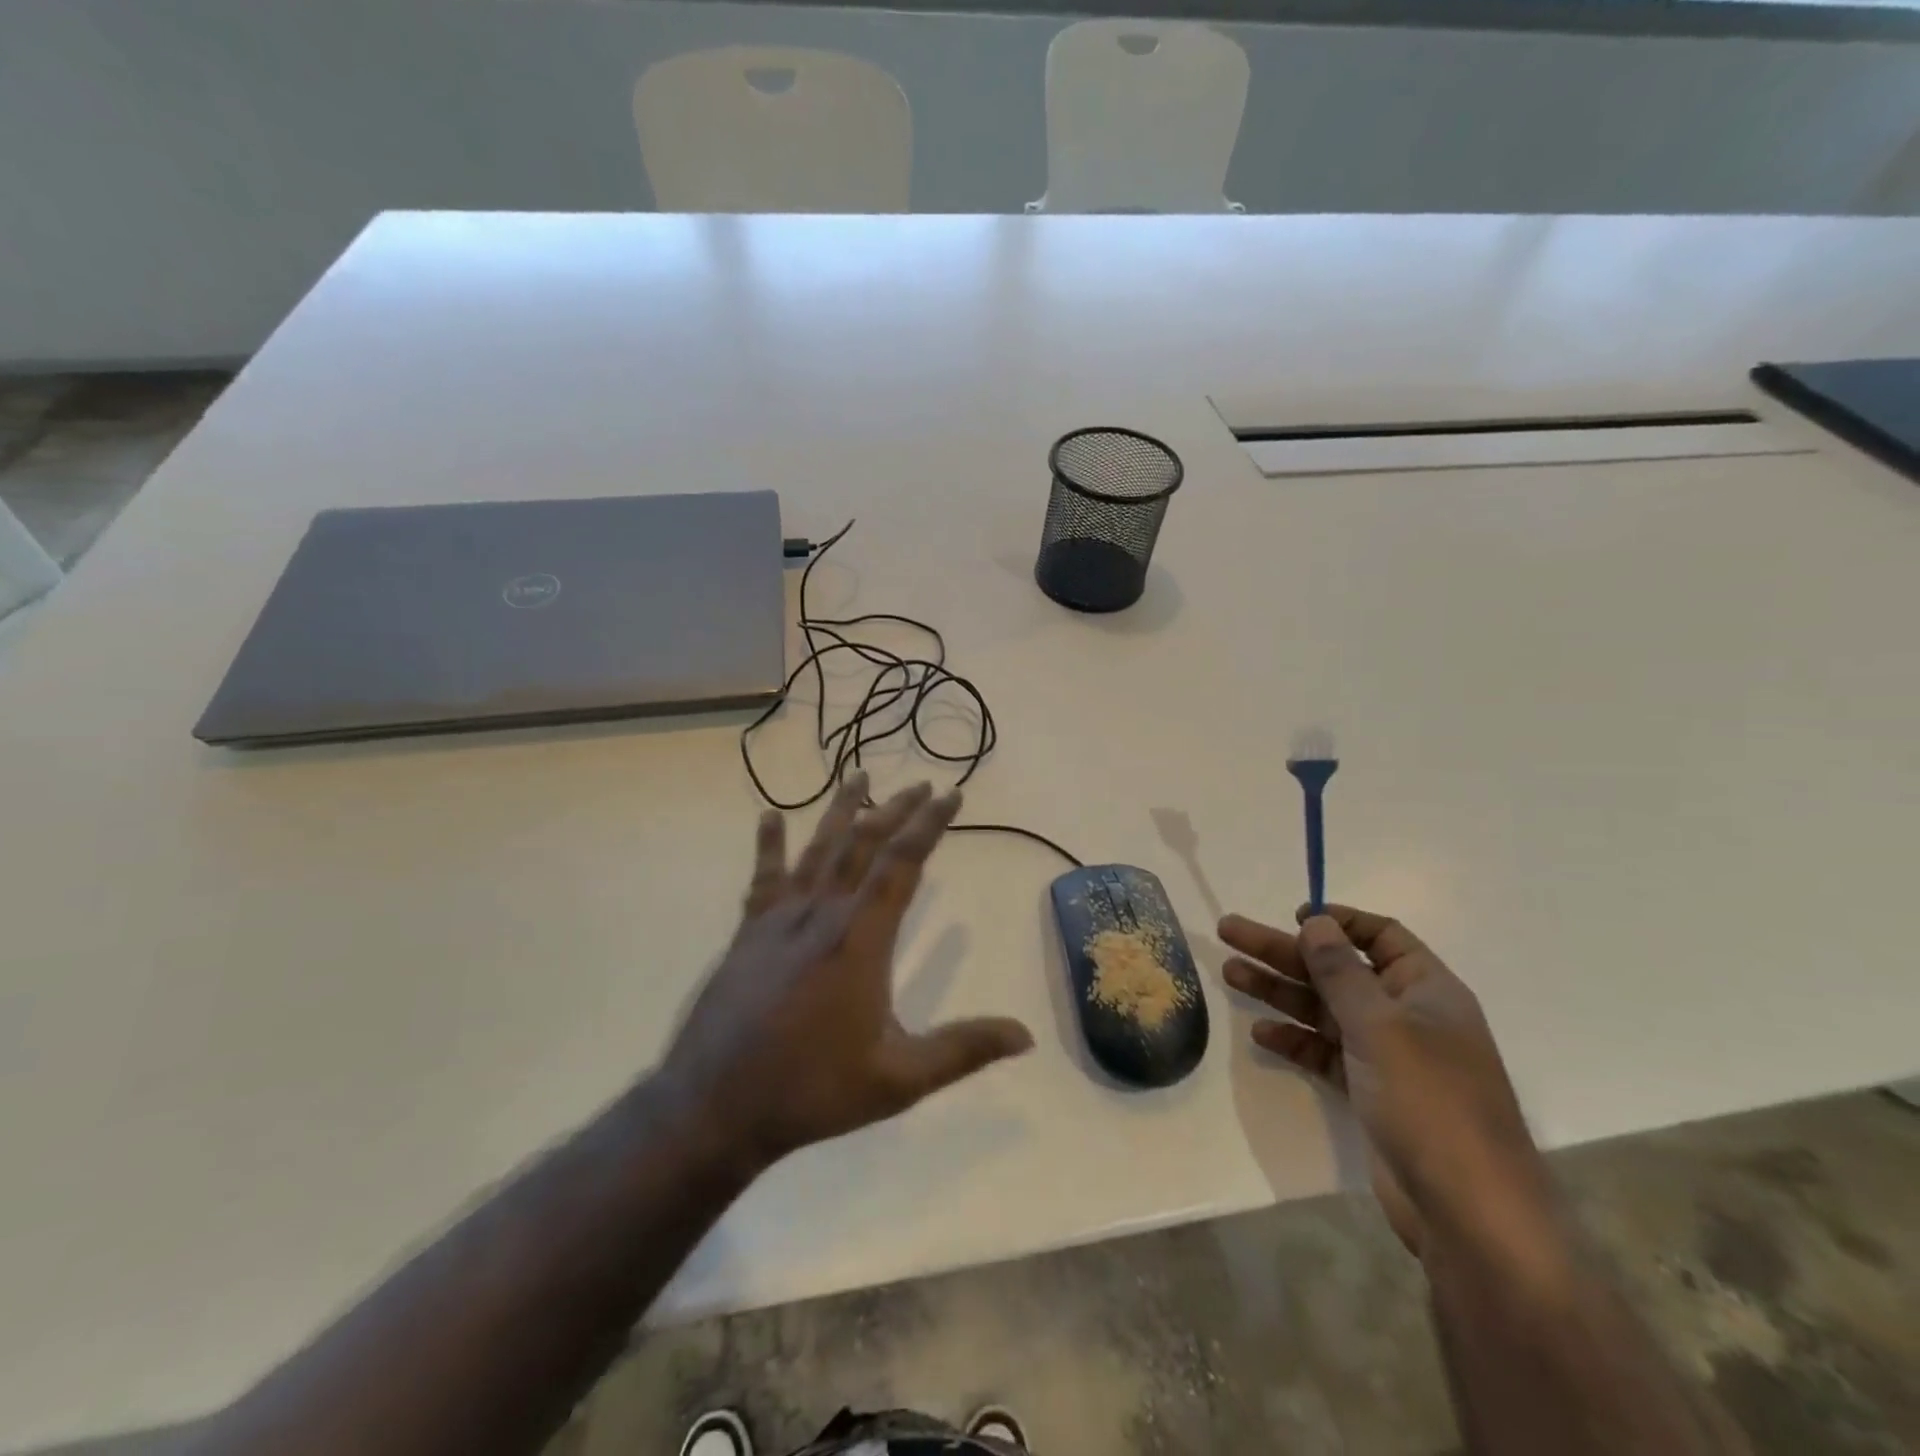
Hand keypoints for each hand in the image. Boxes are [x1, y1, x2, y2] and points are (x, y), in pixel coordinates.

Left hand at [661, 773, 1033, 1170]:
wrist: (715, 1105)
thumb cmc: (812, 1090)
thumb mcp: (898, 1079)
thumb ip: (962, 1050)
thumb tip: (1025, 1036)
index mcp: (860, 938)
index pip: (902, 863)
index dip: (929, 824)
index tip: (951, 794)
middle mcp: (822, 914)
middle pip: (863, 844)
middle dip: (896, 810)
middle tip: (922, 785)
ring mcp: (780, 919)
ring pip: (817, 849)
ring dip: (841, 810)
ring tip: (859, 775)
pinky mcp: (749, 932)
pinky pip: (763, 877)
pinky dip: (769, 844)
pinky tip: (770, 816)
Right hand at [1219, 904, 1545, 1257]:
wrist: (1469, 1213)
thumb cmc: (1430, 1102)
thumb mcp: (1381, 1027)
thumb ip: (1341, 972)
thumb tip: (1315, 922)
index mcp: (1426, 990)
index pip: (1380, 935)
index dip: (1338, 921)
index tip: (1293, 916)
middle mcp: (1406, 1016)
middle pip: (1337, 969)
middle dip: (1284, 951)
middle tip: (1229, 932)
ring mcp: (1387, 1056)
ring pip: (1323, 1009)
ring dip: (1279, 990)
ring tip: (1230, 973)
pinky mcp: (1370, 1092)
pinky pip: (1324, 1051)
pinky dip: (1294, 1040)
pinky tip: (1261, 1032)